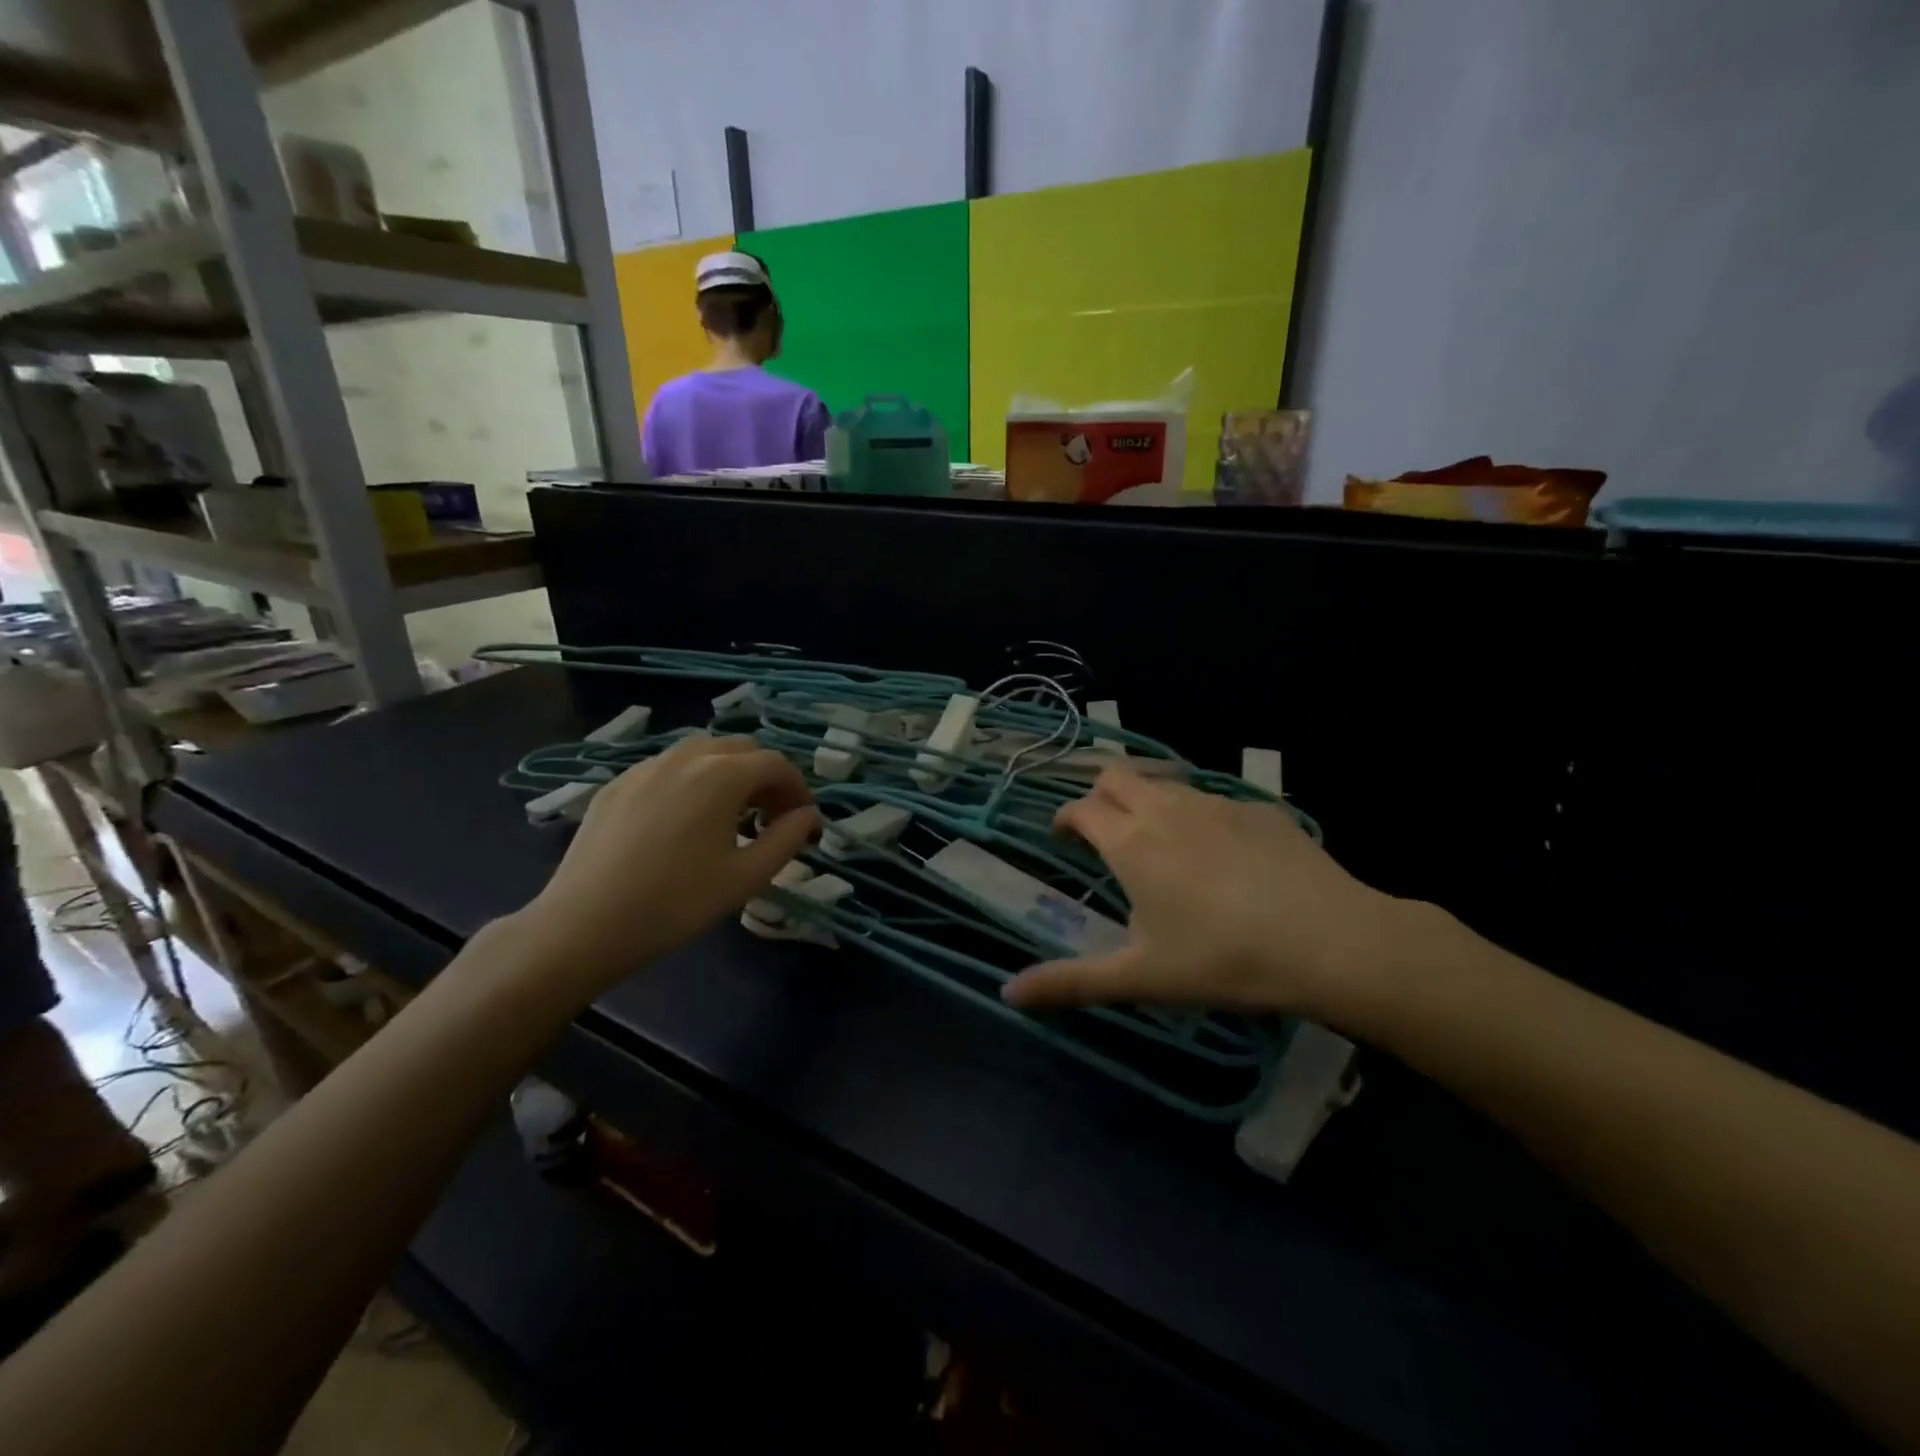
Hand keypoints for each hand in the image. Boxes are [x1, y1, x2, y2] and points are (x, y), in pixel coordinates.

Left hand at [506, 734, 817, 998]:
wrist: (584, 925)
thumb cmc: (676, 903)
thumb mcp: (746, 877)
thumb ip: (787, 839)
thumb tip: (808, 815)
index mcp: (721, 776)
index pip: (775, 764)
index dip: (798, 788)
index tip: (803, 820)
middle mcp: (685, 757)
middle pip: (740, 749)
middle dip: (765, 777)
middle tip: (771, 817)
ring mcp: (645, 767)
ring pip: (702, 752)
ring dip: (729, 773)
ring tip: (731, 814)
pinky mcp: (617, 784)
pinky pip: (668, 768)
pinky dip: (692, 780)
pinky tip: (684, 820)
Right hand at [1002, 764, 1406, 1020]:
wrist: (1330, 941)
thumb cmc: (1222, 959)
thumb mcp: (1141, 977)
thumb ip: (1071, 982)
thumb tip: (1008, 993)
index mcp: (1131, 842)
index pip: (1081, 808)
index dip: (1065, 818)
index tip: (1063, 837)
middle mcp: (1167, 809)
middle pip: (1117, 774)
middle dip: (1100, 794)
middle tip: (1105, 831)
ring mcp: (1216, 802)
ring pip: (1166, 782)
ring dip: (1149, 800)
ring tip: (1159, 843)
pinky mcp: (1259, 808)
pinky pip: (1212, 798)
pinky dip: (1198, 815)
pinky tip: (1222, 856)